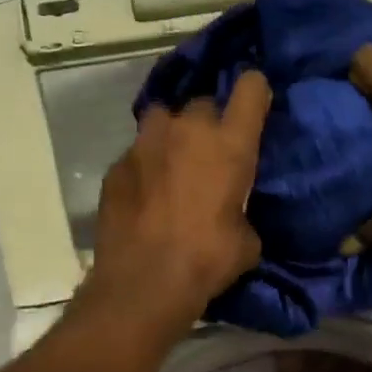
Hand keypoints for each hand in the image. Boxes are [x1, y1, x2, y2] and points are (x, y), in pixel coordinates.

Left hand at [80, 71, 272, 325]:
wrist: (144, 283)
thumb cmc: (207, 261)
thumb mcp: (245, 241)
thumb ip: (241, 212)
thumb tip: (231, 214)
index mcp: (229, 145)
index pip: (251, 88)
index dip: (255, 91)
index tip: (254, 105)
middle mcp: (187, 131)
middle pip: (203, 104)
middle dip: (208, 123)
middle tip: (208, 153)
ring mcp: (145, 144)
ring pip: (163, 119)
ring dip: (172, 135)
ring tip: (172, 164)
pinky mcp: (116, 166)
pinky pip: (136, 153)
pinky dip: (144, 166)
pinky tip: (144, 194)